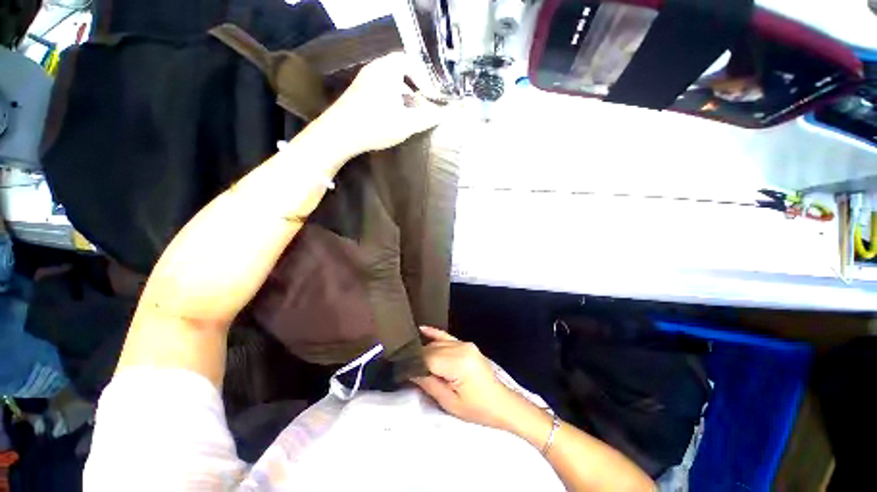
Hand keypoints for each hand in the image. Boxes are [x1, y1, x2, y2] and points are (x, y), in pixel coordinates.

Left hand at [317, 52, 444, 156]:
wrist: (339, 134)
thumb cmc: (376, 125)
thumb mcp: (406, 124)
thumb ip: (427, 118)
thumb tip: (443, 114)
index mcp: (388, 70)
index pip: (410, 61)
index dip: (423, 76)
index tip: (430, 93)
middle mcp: (375, 69)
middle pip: (399, 70)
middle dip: (414, 85)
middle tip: (422, 102)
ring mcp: (363, 80)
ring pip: (389, 81)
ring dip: (402, 93)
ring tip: (409, 111)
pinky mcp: (357, 93)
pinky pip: (379, 89)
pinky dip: (390, 98)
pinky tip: (393, 116)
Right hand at [412, 327, 535, 432]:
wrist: (501, 403)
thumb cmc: (477, 409)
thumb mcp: (450, 402)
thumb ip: (429, 383)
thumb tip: (409, 371)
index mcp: (458, 363)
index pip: (427, 359)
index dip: (413, 364)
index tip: (400, 370)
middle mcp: (461, 348)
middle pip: (431, 349)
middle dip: (417, 358)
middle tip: (403, 367)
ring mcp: (464, 344)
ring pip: (437, 343)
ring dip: (423, 350)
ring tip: (409, 356)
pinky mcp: (466, 344)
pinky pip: (447, 336)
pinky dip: (434, 333)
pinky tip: (422, 329)